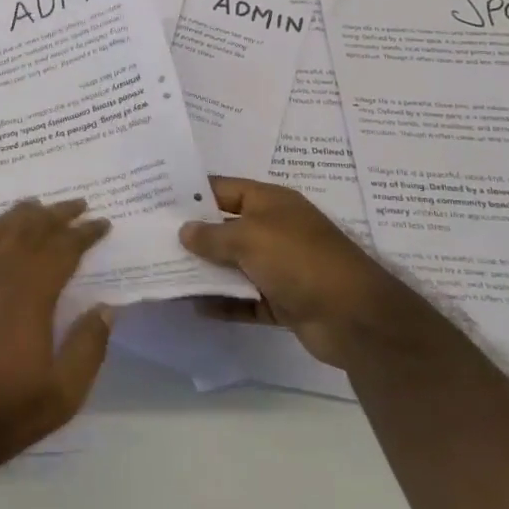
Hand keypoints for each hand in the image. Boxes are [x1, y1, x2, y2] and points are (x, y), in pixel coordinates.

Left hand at [0, 198, 112, 480]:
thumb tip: (107, 308)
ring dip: (18, 214)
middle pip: (30, 227)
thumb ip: (87, 349)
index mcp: (30, 292)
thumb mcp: (59, 397)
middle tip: (76, 204)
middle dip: (56, 213)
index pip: (64, 248)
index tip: (102, 222)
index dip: (85, 232)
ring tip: (34, 206)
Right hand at [180, 176, 411, 369]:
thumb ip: (212, 235)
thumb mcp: (249, 238)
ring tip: (165, 273)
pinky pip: (245, 299)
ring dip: (206, 271)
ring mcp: (280, 266)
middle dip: (194, 234)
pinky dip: (224, 303)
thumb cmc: (299, 260)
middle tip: (153, 239)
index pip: (224, 189)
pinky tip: (196, 307)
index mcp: (270, 202)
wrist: (355, 318)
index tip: (158, 200)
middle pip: (226, 228)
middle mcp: (274, 229)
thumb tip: (184, 231)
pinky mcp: (283, 301)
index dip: (193, 194)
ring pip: (234, 265)